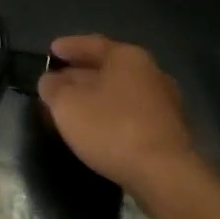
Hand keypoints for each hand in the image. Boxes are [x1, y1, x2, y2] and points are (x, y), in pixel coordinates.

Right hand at [37, 35, 206, 201]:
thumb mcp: (67, 104)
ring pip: (120, 92)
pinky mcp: (168, 131)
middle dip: (80, 74)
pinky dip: (111, 115)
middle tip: (57, 81)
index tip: (51, 51)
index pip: (92, 44)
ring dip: (95, 97)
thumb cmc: (112, 128)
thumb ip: (53, 88)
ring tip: (73, 107)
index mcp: (128, 57)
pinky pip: (131, 114)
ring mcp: (164, 103)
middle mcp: (151, 73)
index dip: (69, 47)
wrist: (164, 174)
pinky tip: (97, 128)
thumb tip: (51, 81)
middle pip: (108, 68)